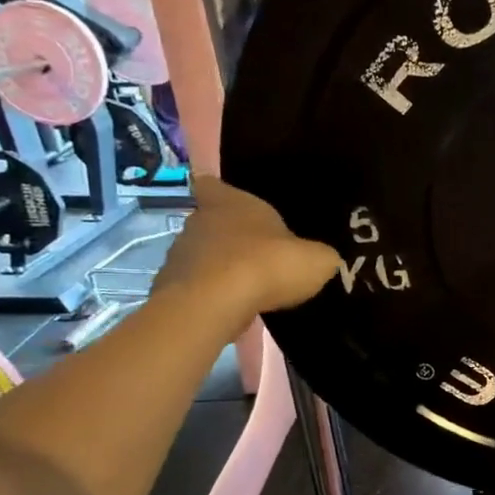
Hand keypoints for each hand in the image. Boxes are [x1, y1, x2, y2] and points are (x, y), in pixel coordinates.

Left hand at [152, 177, 340, 322]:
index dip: (222, 192)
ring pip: (203, 256)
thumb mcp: (316, 260)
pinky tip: (236, 310)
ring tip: (251, 289)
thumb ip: (319, 255)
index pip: (213, 184)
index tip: (233, 203)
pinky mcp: (171, 288)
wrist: (213, 305)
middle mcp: (198, 221)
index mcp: (230, 202)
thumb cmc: (266, 265)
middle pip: (211, 223)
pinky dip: (214, 297)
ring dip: (222, 269)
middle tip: (260, 255)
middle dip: (232, 238)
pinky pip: (198, 288)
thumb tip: (322, 259)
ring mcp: (180, 255)